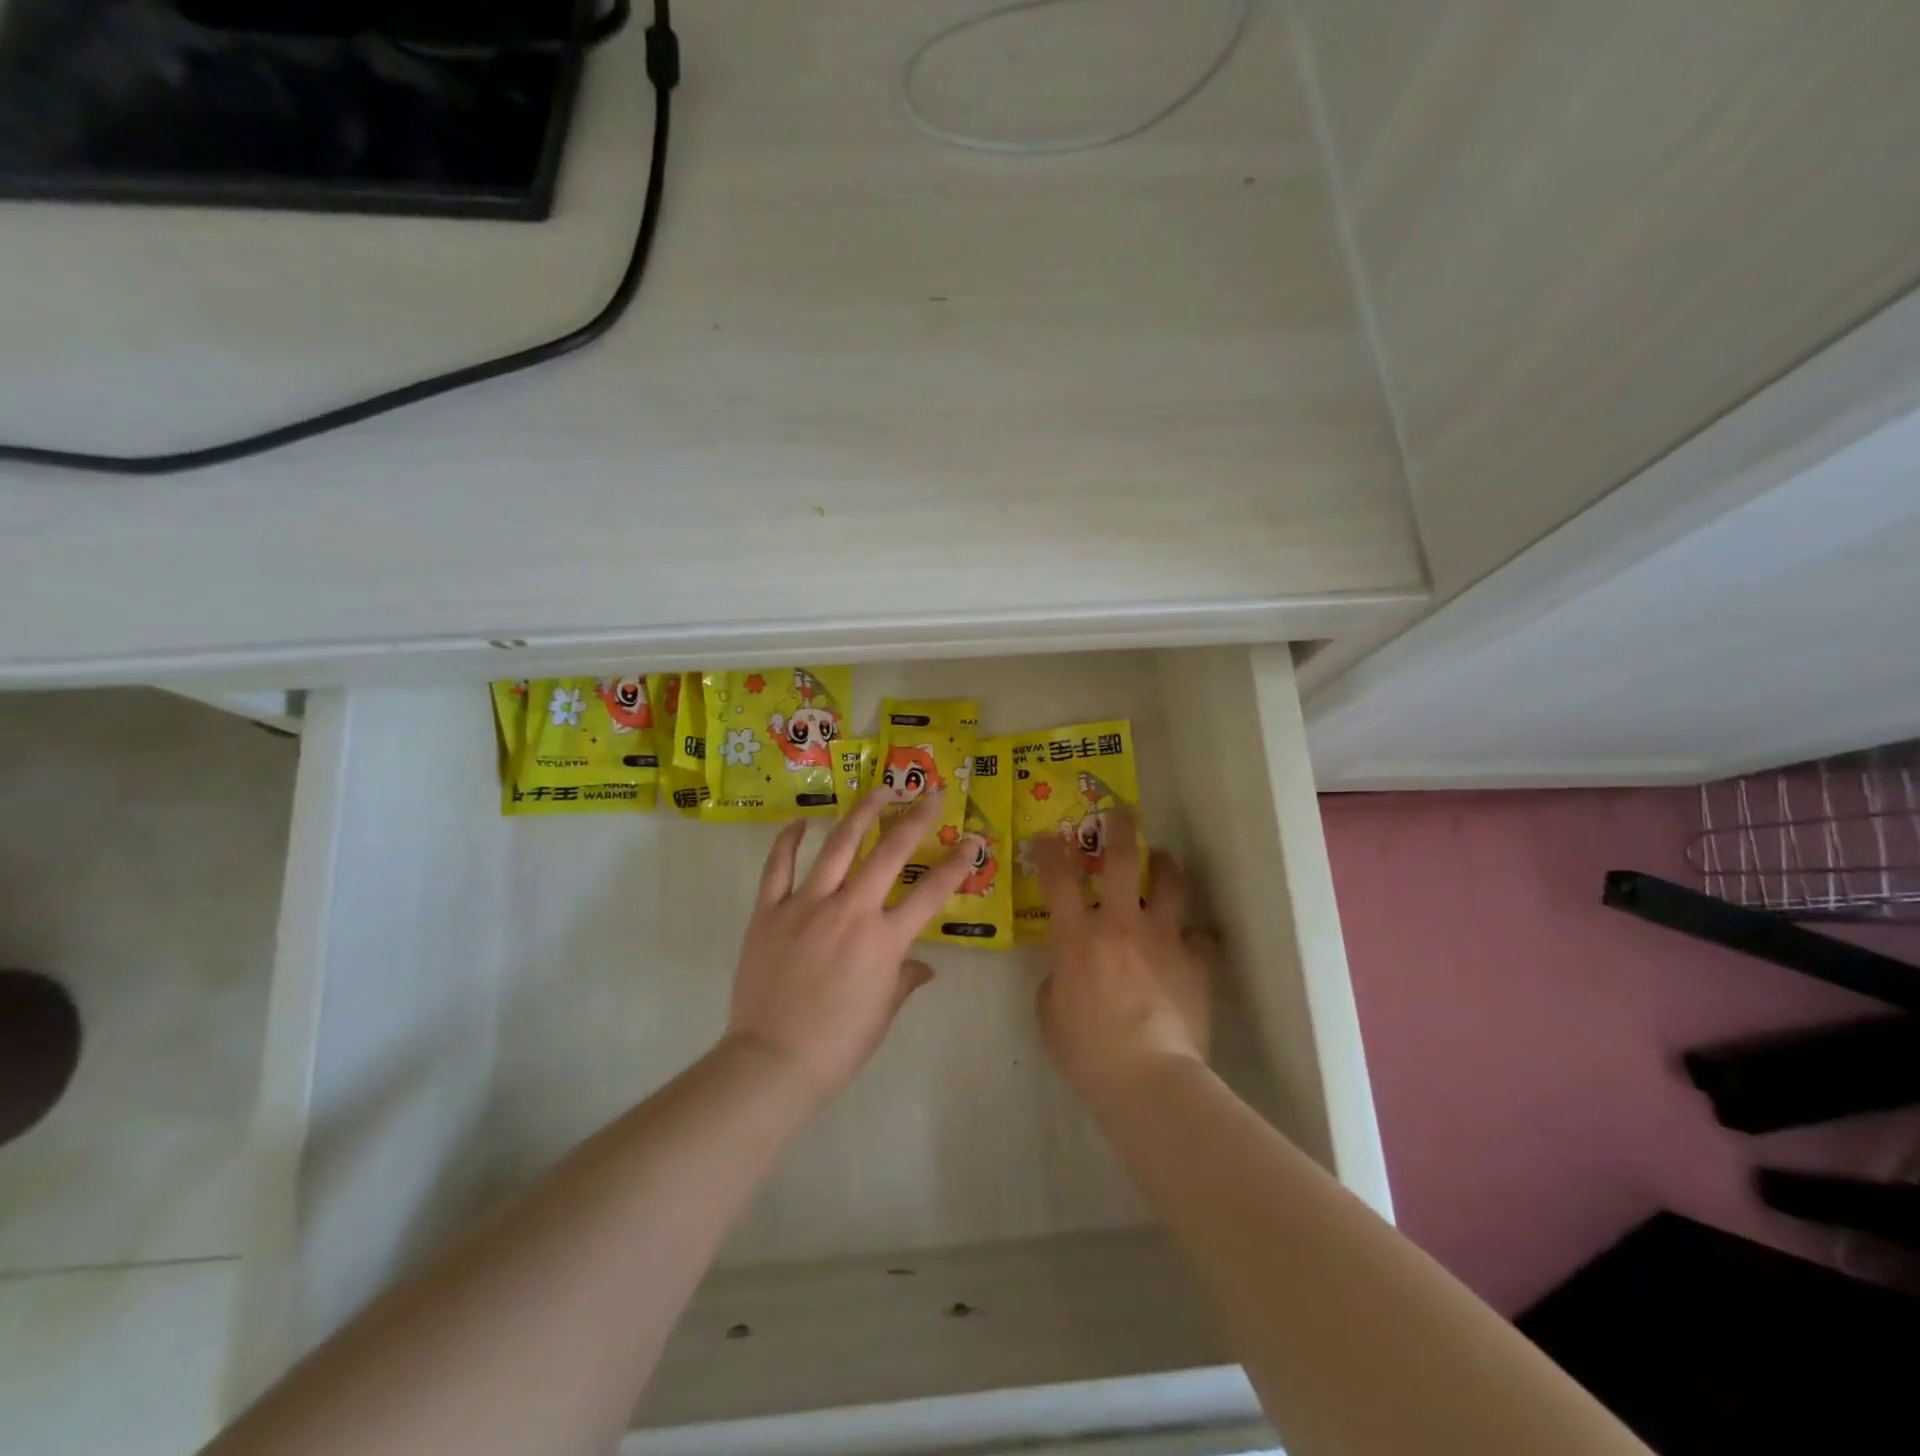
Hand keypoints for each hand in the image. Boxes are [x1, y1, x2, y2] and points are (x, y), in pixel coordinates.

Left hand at [724, 790, 972, 1107]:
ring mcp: (807, 905)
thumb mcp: (883, 1013)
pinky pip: (778, 867)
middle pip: (889, 852)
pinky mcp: (770, 910)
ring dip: (862, 813)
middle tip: (929, 794)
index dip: (957, 863)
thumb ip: (905, 979)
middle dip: (915, 818)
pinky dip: (788, 841)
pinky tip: (800, 822)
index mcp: (884, 939)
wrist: (773, 1062)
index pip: (931, 892)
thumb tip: (924, 967)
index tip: (973, 840)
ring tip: (879, 789)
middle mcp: (850, 910)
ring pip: (838, 845)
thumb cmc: (838, 1044)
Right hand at [1034, 810, 1212, 1102]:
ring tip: (1164, 862)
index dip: (1049, 851)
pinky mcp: (1196, 960)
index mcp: (1079, 935)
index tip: (1047, 836)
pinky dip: (1196, 938)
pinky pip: (1202, 937)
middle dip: (1120, 829)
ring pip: (1170, 883)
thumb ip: (1056, 981)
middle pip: (1121, 859)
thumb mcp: (1050, 1014)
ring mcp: (1163, 938)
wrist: (1148, 1075)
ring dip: (1166, 867)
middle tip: (1121, 813)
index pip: (1058, 878)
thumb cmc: (1088, 1049)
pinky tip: (1193, 944)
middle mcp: (1121, 923)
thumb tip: (1067, 972)